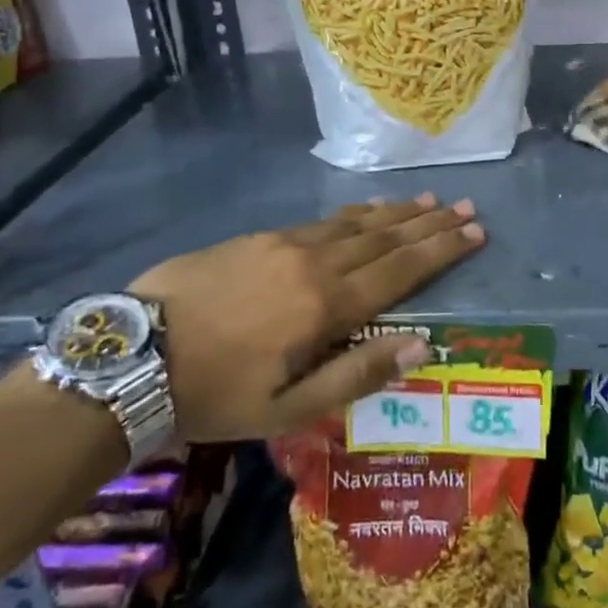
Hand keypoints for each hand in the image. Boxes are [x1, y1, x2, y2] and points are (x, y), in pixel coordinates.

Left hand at [128, 194, 484, 441]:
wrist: (131, 357)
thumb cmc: (215, 393)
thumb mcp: (287, 409)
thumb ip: (357, 376)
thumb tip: (421, 345)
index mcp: (327, 305)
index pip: (400, 270)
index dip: (441, 249)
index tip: (476, 230)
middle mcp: (315, 262)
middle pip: (385, 237)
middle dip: (429, 222)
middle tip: (466, 206)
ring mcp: (285, 243)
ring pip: (356, 222)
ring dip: (397, 212)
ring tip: (429, 198)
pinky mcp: (259, 237)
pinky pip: (323, 220)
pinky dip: (356, 214)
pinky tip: (367, 210)